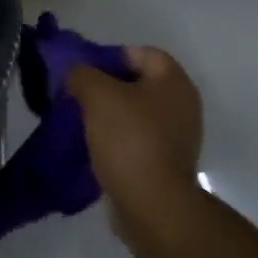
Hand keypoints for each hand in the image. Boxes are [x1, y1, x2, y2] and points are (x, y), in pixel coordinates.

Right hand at [66, 47, 204, 223]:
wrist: (151, 204)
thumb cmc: (129, 140)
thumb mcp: (97, 95)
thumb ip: (82, 74)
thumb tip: (75, 73)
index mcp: (174, 82)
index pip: (140, 53)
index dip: (110, 56)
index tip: (83, 72)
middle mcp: (182, 105)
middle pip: (137, 83)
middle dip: (105, 86)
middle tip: (76, 95)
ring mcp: (176, 136)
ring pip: (134, 112)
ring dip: (108, 114)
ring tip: (79, 121)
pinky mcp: (165, 161)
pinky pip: (135, 138)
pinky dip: (115, 138)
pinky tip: (92, 145)